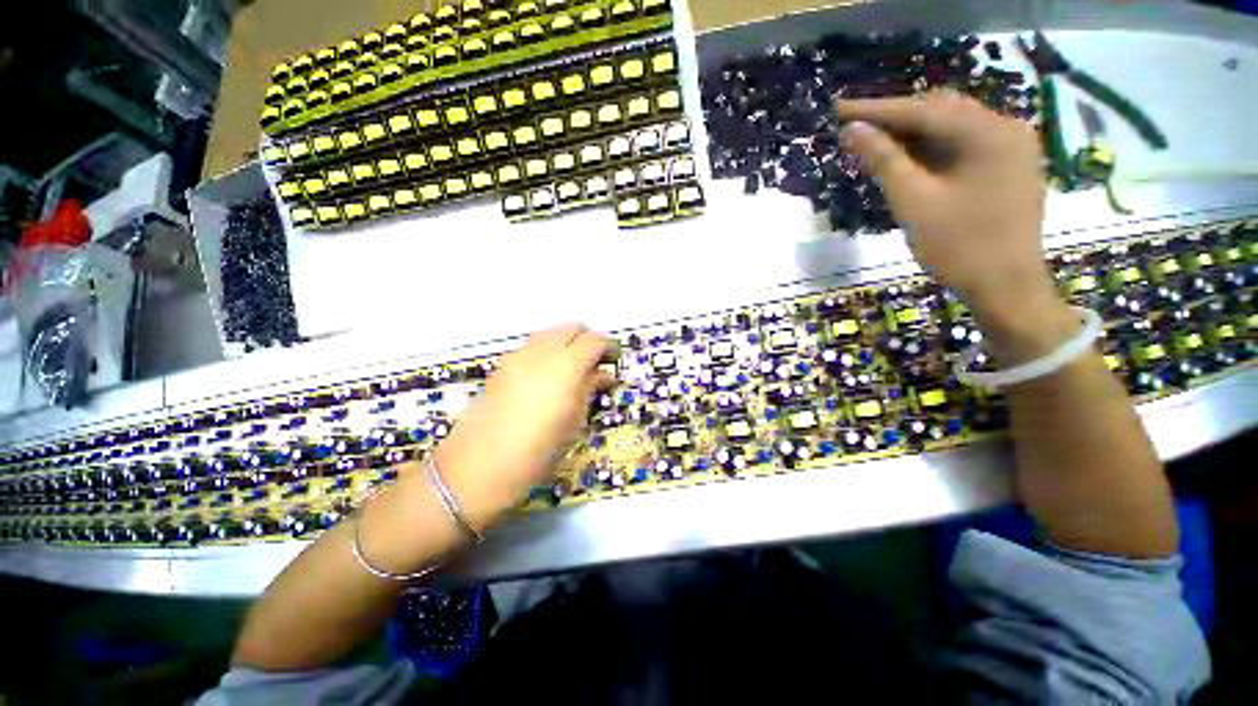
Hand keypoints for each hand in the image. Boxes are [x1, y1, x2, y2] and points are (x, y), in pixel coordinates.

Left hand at [434, 324, 616, 529]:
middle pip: (571, 328)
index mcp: (565, 366)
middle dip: (587, 340)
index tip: (614, 362)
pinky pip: (532, 347)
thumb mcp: (572, 424)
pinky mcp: (501, 366)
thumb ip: (589, 390)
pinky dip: (547, 352)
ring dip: (566, 344)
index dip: (608, 347)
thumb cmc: (535, 453)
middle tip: (595, 365)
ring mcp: (517, 356)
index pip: (594, 340)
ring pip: (550, 334)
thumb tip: (603, 374)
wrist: (474, 470)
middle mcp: (541, 352)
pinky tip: (547, 379)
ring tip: (573, 372)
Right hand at [835, 92, 1066, 339]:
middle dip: (895, 118)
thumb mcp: (913, 202)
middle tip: (854, 128)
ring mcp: (1012, 146)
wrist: (1006, 287)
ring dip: (912, 133)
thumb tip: (853, 130)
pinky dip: (933, 148)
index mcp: (988, 132)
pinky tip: (908, 158)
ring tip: (874, 142)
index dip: (876, 110)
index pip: (922, 110)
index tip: (838, 108)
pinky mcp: (1009, 165)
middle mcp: (1006, 128)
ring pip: (952, 127)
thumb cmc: (958, 246)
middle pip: (941, 111)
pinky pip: (964, 145)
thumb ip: (884, 160)